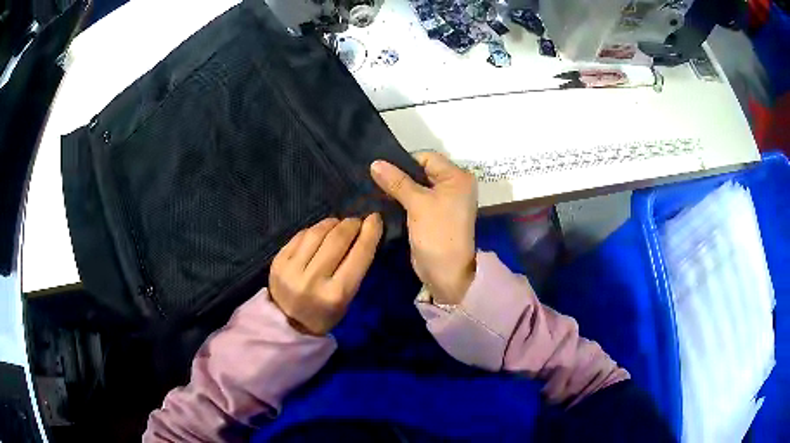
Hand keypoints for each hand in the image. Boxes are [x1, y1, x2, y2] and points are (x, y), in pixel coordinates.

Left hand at [269, 215, 382, 334]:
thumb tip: (362, 234)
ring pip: (316, 233)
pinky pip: (300, 236)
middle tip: (356, 221)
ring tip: (338, 224)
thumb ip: (354, 269)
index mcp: (336, 294)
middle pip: (337, 239)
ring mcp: (292, 269)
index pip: (359, 255)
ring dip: (332, 223)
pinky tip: (319, 233)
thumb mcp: (346, 300)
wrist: (287, 324)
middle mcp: (313, 280)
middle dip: (351, 225)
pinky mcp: (278, 261)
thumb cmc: (324, 314)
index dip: (370, 233)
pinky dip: (314, 230)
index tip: (376, 218)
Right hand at [371, 152, 476, 304]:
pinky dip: (402, 199)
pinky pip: (416, 200)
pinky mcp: (433, 214)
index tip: (380, 168)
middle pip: (421, 171)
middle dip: (399, 174)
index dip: (404, 161)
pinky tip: (383, 199)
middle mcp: (453, 185)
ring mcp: (444, 201)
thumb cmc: (437, 233)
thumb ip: (397, 181)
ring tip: (373, 187)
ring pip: (417, 186)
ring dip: (398, 187)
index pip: (427, 158)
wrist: (446, 272)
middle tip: (372, 177)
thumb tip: (374, 163)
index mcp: (457, 177)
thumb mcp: (418, 204)